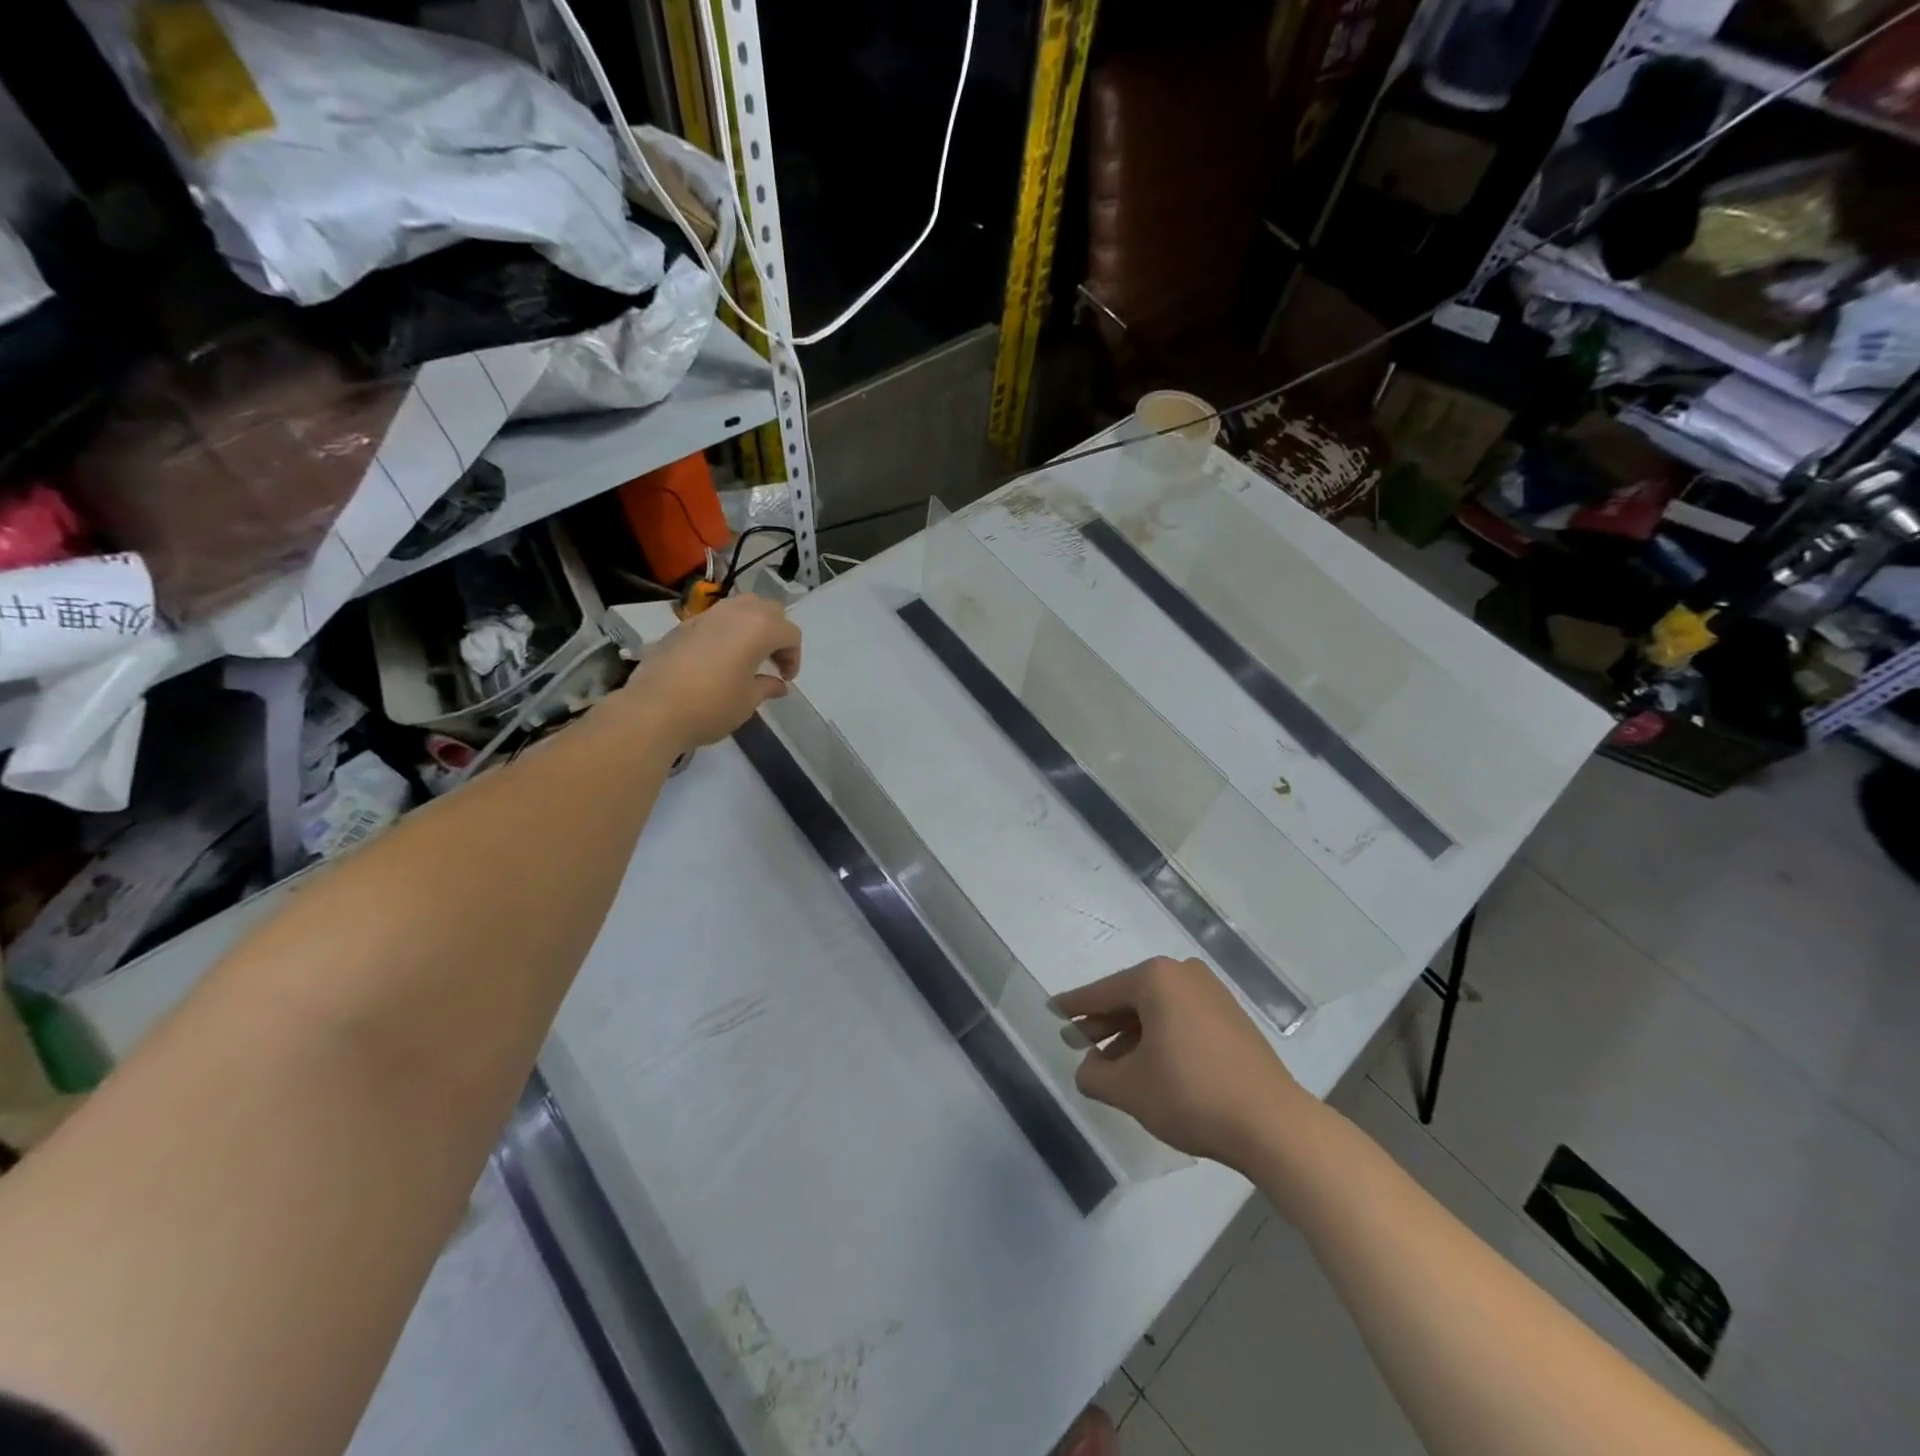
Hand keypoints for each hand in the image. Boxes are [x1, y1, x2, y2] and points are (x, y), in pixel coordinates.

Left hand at [630, 595, 801, 750]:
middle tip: (772, 660)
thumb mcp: (748, 701)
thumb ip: (767, 686)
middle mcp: (735, 613)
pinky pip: (715, 619)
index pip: (790, 633)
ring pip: (739, 607)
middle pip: (767, 610)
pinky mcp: (682, 625)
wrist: (653, 710)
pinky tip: (718, 659)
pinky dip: (726, 632)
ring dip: (751, 626)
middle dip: (776, 632)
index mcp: (759, 628)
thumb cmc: (711, 706)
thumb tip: (778, 684)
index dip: (793, 656)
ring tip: (747, 654)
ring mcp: (706, 616)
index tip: (785, 679)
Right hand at [1053, 957, 1310, 1169]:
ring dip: (1131, 1035)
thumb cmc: (1190, 1095)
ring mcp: (1212, 994)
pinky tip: (1148, 1065)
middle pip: (1130, 998)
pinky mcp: (1231, 1018)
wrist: (1272, 1124)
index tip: (1053, 1011)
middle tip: (1077, 1042)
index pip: (1102, 992)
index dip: (1074, 1007)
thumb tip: (1088, 1067)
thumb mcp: (1129, 1088)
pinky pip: (1181, 1019)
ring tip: (1110, 1063)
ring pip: (1157, 1010)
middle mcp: (1184, 974)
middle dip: (1104, 1023)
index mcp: (1157, 979)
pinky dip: (1160, 1037)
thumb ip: (1094, 1074)